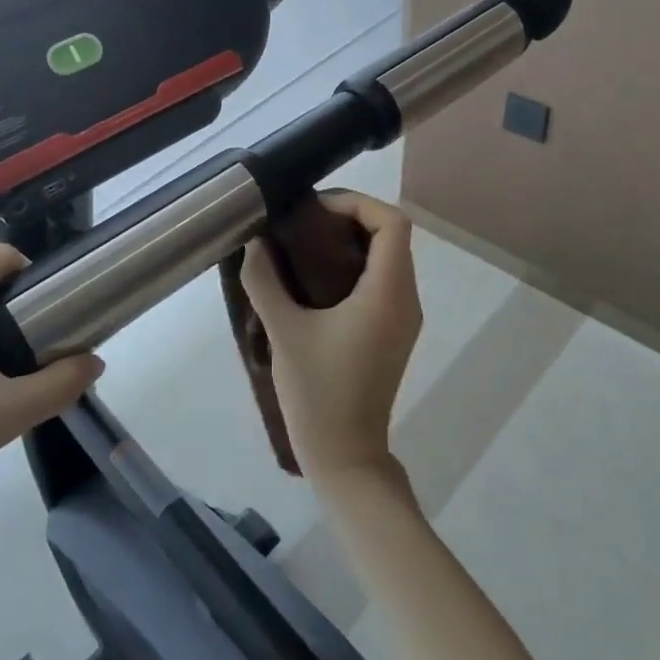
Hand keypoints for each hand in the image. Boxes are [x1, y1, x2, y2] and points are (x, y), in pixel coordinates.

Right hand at [240, 191, 421, 482]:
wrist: (346, 456)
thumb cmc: (317, 393)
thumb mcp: (283, 332)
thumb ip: (264, 280)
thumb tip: (254, 241)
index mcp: (387, 294)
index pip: (393, 223)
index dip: (357, 203)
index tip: (316, 210)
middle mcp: (405, 299)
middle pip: (392, 234)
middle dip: (351, 217)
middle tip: (305, 223)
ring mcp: (404, 317)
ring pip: (390, 256)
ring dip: (354, 240)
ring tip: (307, 245)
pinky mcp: (395, 332)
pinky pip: (385, 279)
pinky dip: (357, 264)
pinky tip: (318, 278)